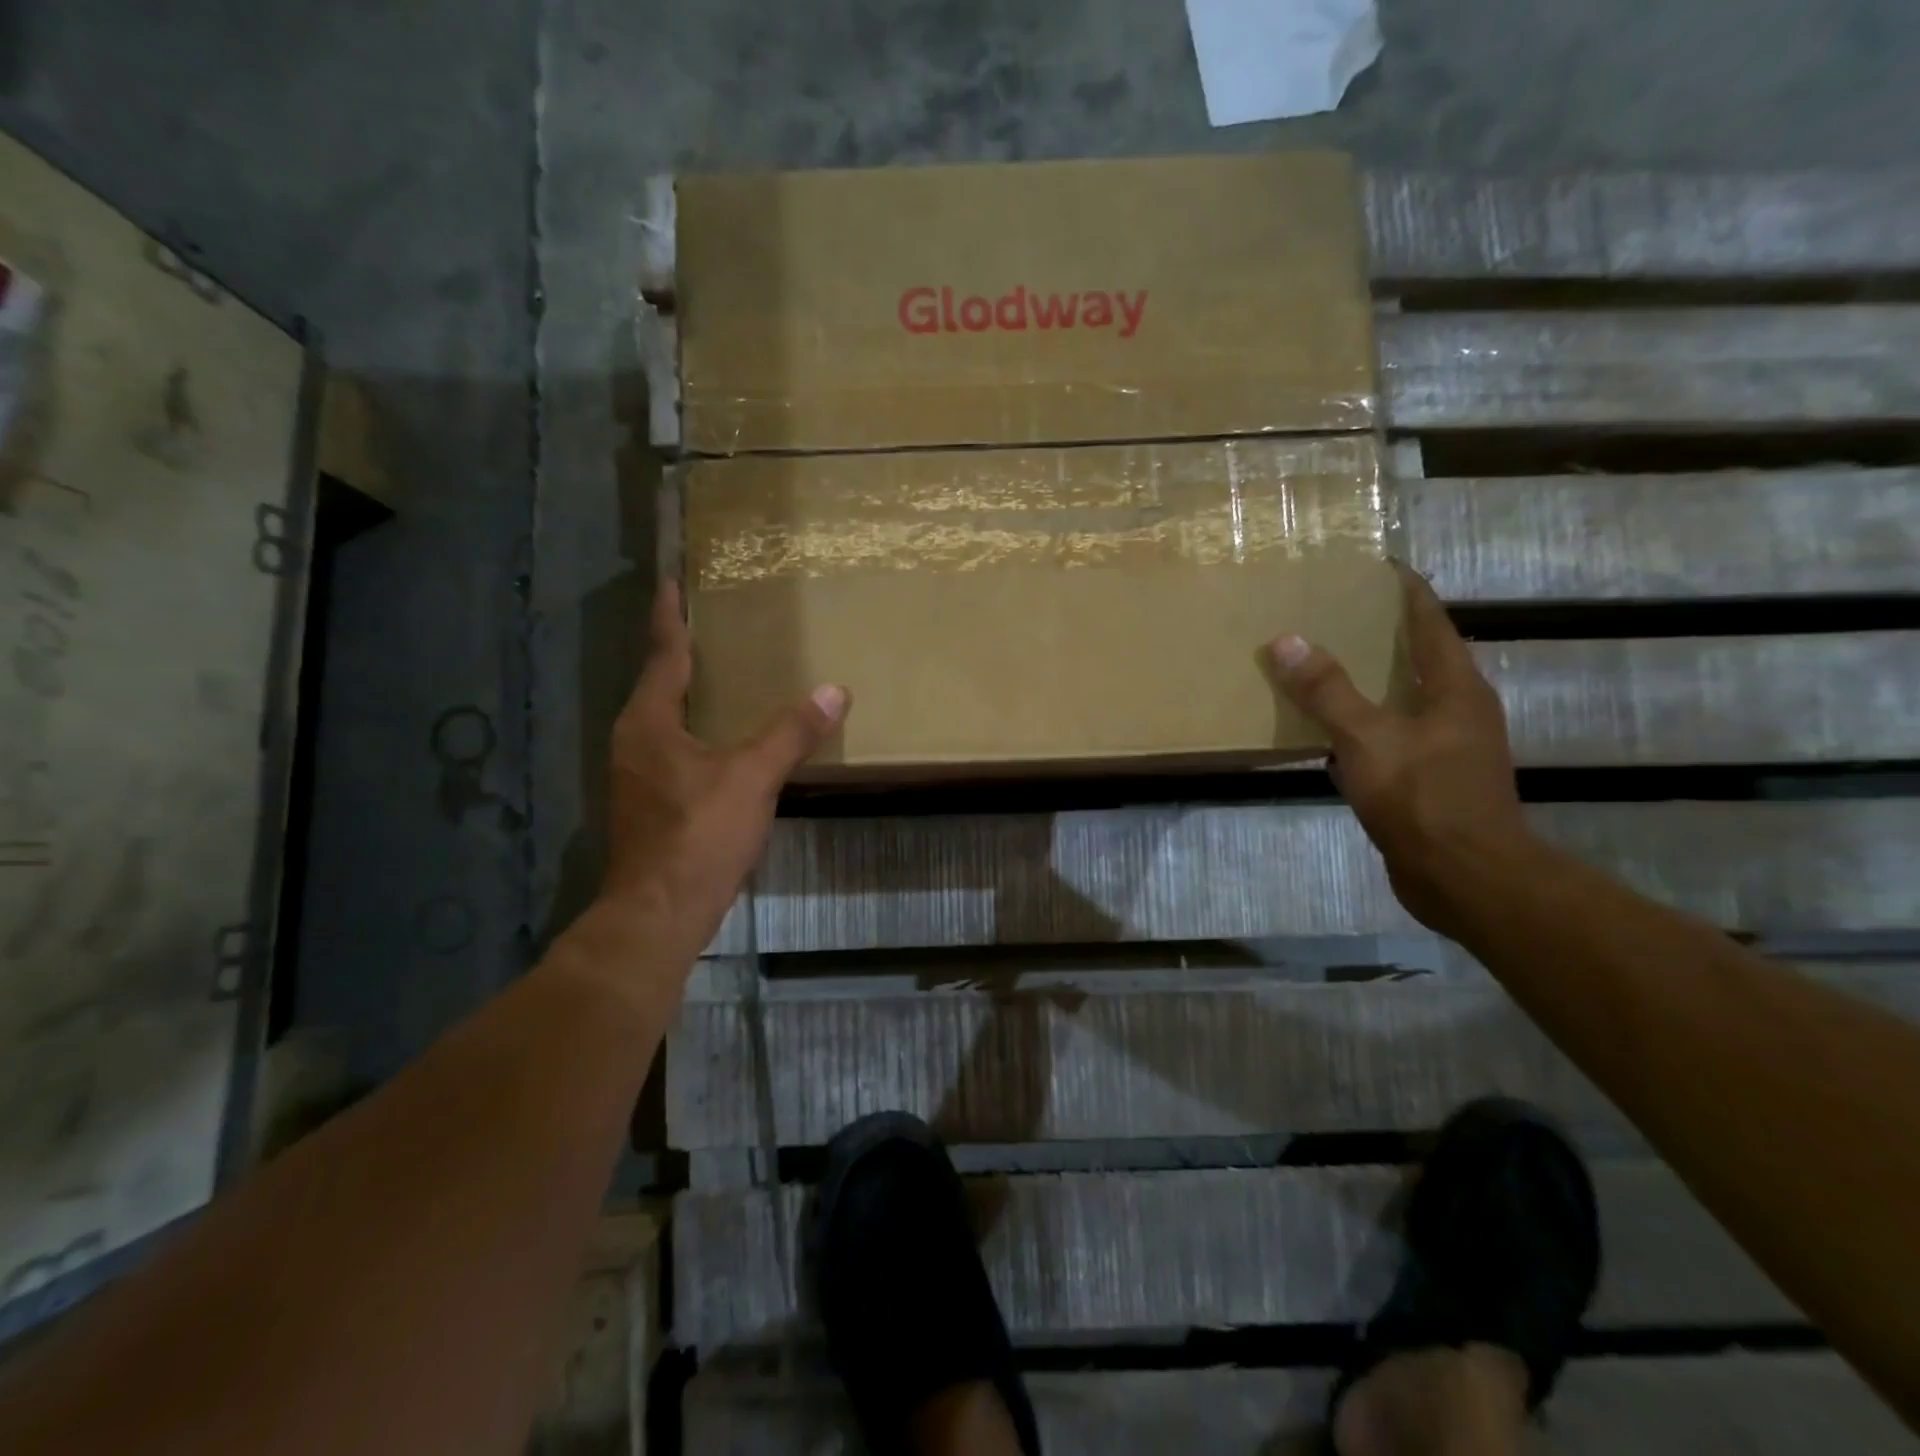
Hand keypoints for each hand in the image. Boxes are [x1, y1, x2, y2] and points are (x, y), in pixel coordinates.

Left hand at [599, 582, 847, 965]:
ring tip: (719, 677)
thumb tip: (834, 691)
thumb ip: (791, 733)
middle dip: (680, 654)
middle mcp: (633, 741)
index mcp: (649, 722)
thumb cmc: (699, 835)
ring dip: (687, 695)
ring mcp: (636, 775)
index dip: (669, 618)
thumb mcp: (752, 778)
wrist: (659, 912)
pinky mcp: (649, 804)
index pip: (663, 655)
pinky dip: (694, 731)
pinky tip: (722, 740)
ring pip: (664, 720)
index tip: (670, 583)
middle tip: (709, 626)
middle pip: (658, 685)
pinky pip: (672, 749)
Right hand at [1268, 562, 1535, 935]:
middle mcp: (1458, 709)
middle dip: (1378, 632)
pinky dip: (1361, 722)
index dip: (1403, 589)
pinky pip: (1390, 734)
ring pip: (1402, 697)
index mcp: (1455, 687)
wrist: (1465, 879)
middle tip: (1329, 613)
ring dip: (1367, 680)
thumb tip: (1287, 641)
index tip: (1370, 566)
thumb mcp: (1367, 738)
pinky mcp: (1430, 779)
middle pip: (1418, 655)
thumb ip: (1327, 691)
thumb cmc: (1423, 798)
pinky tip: (1328, 729)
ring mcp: (1447, 747)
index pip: (1430, 620)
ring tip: (1322, 663)